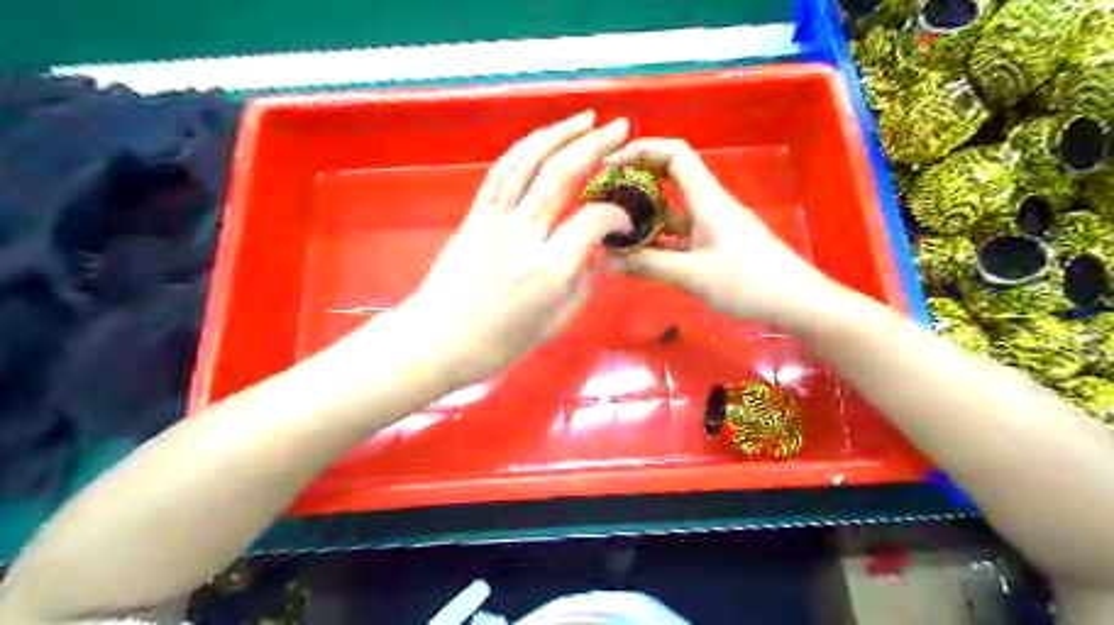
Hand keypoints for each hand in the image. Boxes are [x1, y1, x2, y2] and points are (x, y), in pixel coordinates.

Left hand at [392, 111, 635, 388]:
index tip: (623, 221)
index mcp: (549, 269)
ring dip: (559, 133)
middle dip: (596, 145)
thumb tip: (593, 254)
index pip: (592, 221)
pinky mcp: (475, 215)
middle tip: (620, 127)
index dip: (615, 215)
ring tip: (585, 118)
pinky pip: (501, 172)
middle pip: (561, 174)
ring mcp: (495, 220)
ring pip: (529, 162)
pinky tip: (541, 138)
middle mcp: (524, 235)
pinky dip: (523, 148)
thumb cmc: (497, 344)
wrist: (436, 340)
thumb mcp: (553, 325)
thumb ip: (581, 286)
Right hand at [606, 136, 839, 330]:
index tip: (609, 166)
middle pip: (670, 177)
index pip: (674, 154)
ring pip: (673, 210)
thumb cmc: (748, 283)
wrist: (796, 302)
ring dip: (645, 215)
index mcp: (706, 199)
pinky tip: (639, 254)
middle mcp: (709, 204)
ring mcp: (713, 224)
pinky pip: (680, 233)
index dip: (641, 150)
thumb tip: (602, 260)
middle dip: (636, 182)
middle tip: (604, 198)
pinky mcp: (715, 243)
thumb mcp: (692, 275)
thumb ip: (646, 266)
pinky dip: (659, 238)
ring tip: (613, 229)